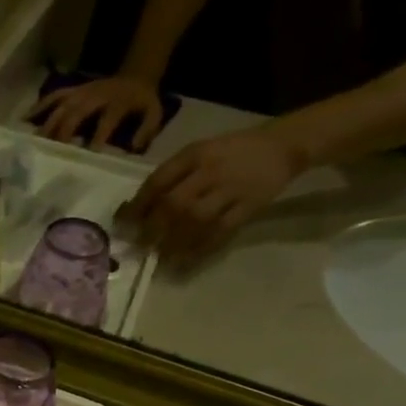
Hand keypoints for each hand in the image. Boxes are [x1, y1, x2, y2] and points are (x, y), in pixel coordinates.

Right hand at [32, 74, 167, 151]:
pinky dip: (38, 106)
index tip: (87, 157)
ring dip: (48, 124)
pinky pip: (53, 97)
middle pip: (76, 114)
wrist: (137, 73)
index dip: (97, 138)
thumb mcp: (155, 114)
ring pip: (61, 106)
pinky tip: (25, 120)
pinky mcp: (73, 90)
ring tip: (35, 143)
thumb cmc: (143, 101)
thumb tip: (132, 148)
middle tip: (52, 154)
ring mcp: (82, 91)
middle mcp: (96, 95)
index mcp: (117, 102)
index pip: (106, 121)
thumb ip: (146, 131)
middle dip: (64, 133)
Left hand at [122, 126, 309, 260]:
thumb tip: (139, 206)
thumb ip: (173, 175)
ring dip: (174, 241)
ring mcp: (231, 189)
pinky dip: (201, 247)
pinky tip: (186, 259)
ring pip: (196, 220)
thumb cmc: (231, 151)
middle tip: (140, 245)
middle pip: (174, 204)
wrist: (282, 146)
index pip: (158, 181)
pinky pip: (221, 231)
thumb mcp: (199, 152)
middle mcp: (210, 171)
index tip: (123, 224)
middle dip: (153, 228)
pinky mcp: (249, 206)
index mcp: (194, 154)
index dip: (138, 205)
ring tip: (160, 256)